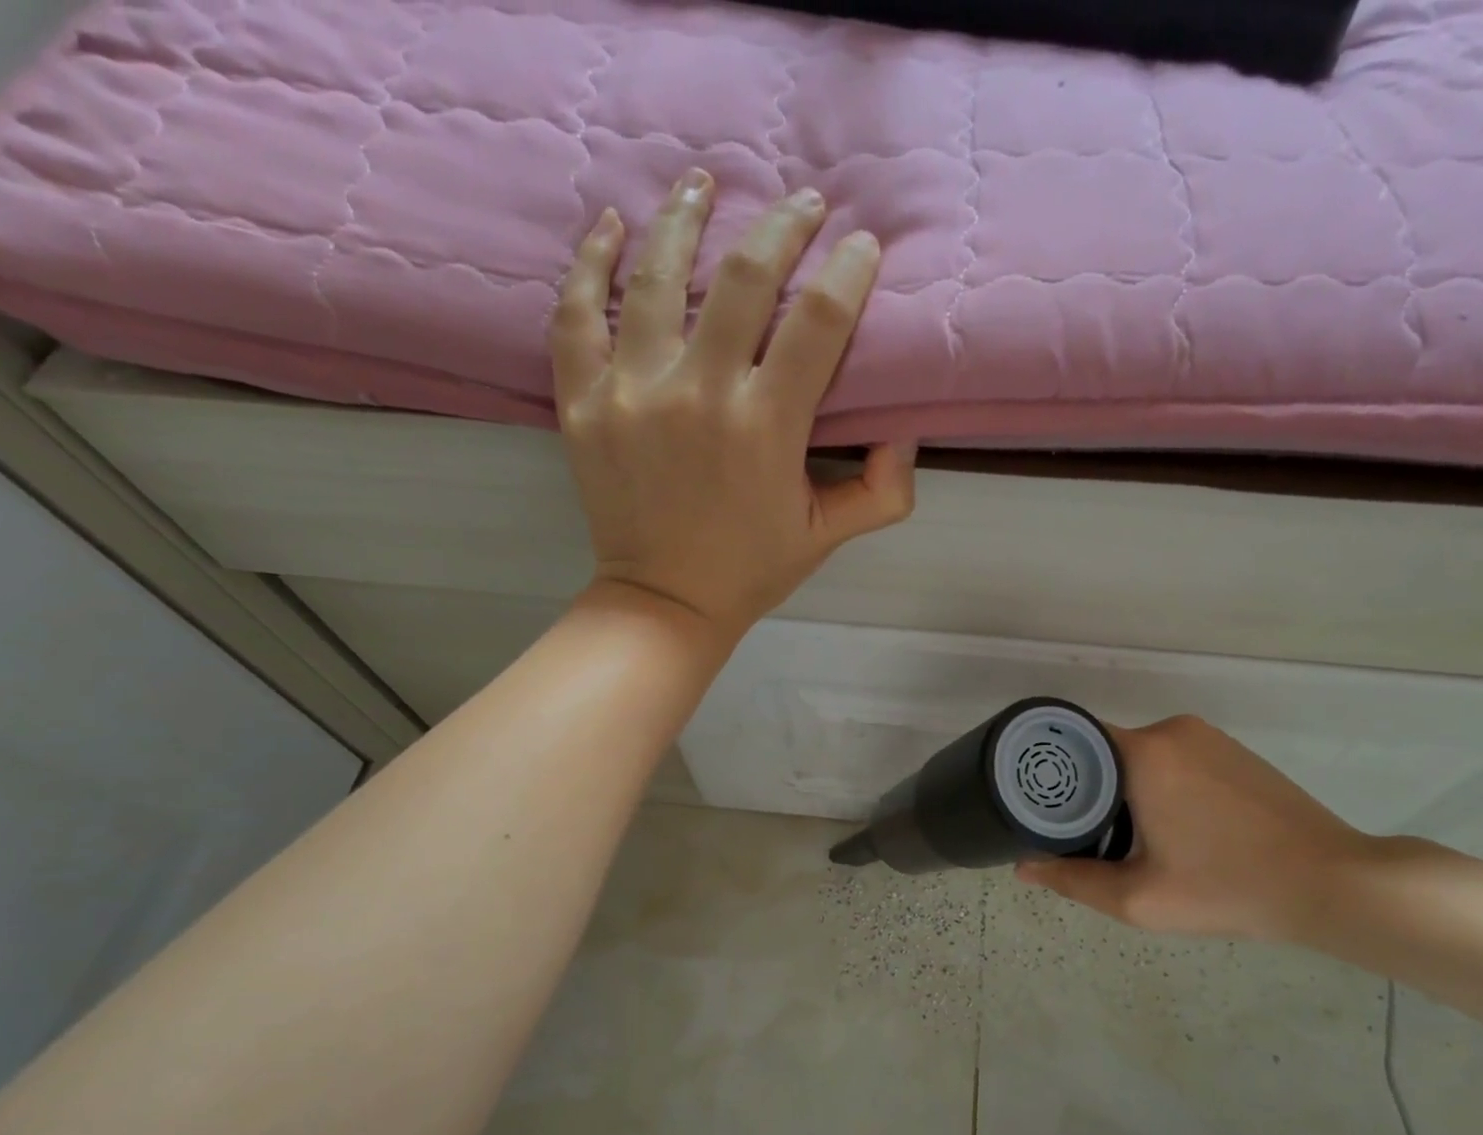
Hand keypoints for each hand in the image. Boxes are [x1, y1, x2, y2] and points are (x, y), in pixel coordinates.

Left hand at [550, 168, 916, 642]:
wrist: (665, 602)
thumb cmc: (752, 568)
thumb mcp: (829, 536)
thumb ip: (882, 489)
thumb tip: (905, 430)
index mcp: (766, 426)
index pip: (819, 320)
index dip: (847, 270)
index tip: (862, 246)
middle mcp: (699, 393)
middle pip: (743, 277)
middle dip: (783, 227)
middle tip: (803, 204)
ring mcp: (631, 391)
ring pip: (655, 274)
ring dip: (685, 217)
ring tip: (705, 184)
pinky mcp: (582, 401)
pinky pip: (577, 312)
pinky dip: (590, 261)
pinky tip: (611, 225)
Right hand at [1016, 716, 1378, 941]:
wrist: (1330, 882)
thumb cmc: (1227, 887)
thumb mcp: (1139, 898)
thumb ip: (1073, 881)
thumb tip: (1024, 868)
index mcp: (1144, 753)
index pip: (1072, 740)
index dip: (1048, 770)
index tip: (1036, 804)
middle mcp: (1172, 730)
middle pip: (1103, 749)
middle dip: (1085, 787)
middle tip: (1077, 835)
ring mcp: (1207, 736)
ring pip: (1138, 755)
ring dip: (1122, 787)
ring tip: (1120, 837)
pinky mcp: (1231, 750)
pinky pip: (1172, 757)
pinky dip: (1155, 783)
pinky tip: (1168, 826)